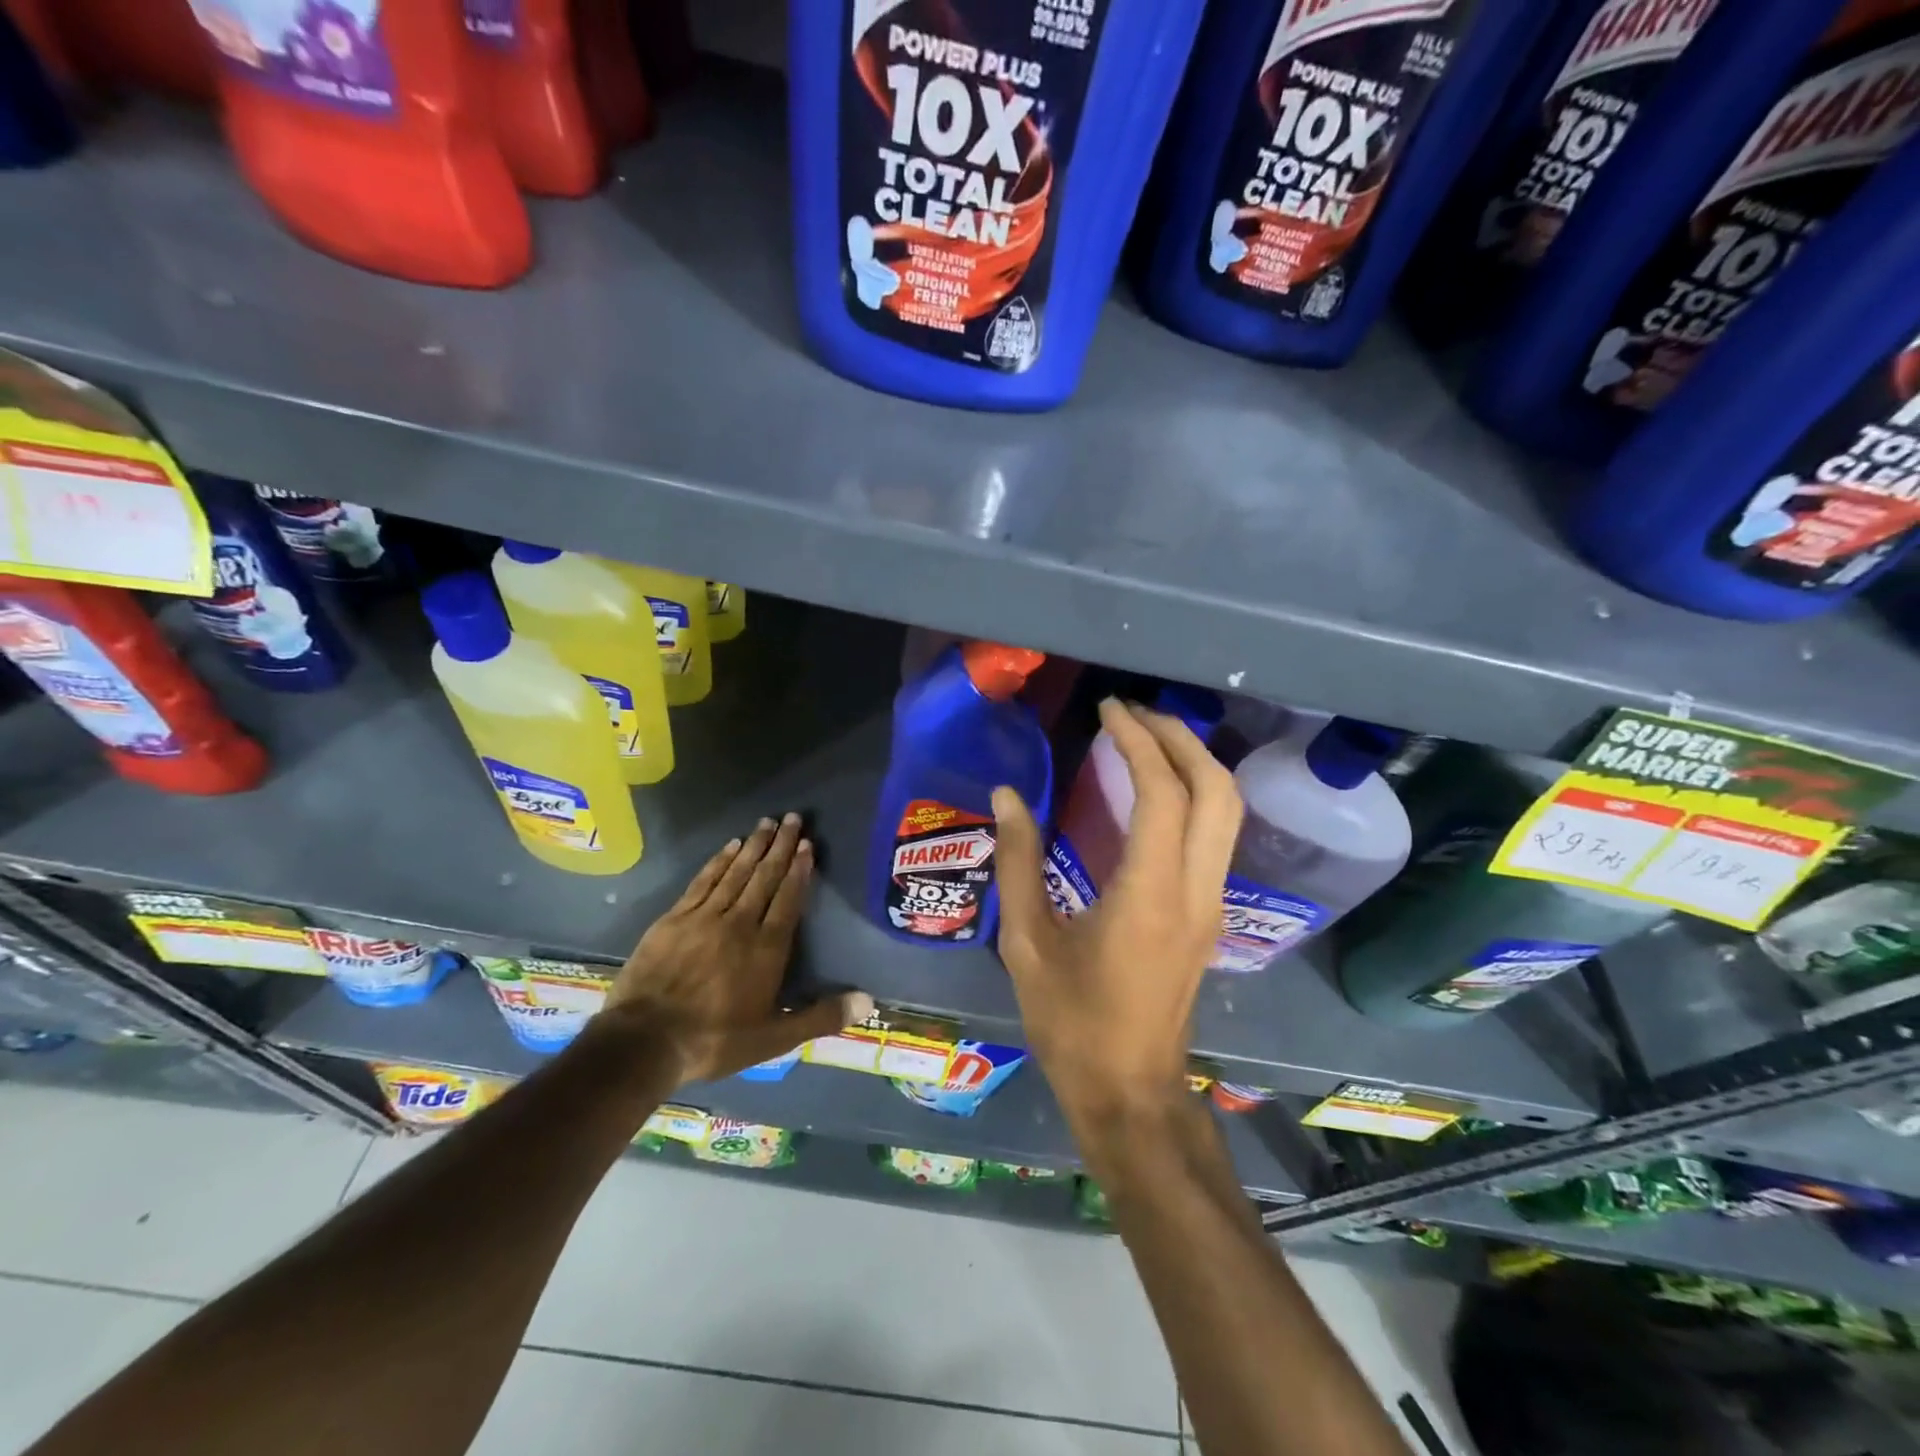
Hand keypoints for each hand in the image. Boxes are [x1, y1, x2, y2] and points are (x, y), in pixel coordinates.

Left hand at [602, 813, 872, 1085]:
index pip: (788, 899)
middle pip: (764, 877)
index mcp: (766, 949)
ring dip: (753, 846)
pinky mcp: (674, 919)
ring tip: (767, 822)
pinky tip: (729, 846)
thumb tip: (867, 1001)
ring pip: (735, 873)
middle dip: (781, 846)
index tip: (807, 844)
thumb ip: (820, 1017)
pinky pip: (703, 881)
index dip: (799, 870)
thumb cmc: (715, 1040)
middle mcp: (739, 923)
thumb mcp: (774, 1039)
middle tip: (793, 818)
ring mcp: (704, 917)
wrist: (644, 1042)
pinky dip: (718, 861)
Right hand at [993, 700, 1242, 1122]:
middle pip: (1217, 790)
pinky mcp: (1210, 915)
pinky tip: (1155, 790)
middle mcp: (1196, 890)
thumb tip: (1005, 795)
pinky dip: (1195, 794)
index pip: (1163, 792)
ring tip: (1145, 739)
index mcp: (1149, 894)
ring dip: (1194, 763)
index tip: (1109, 710)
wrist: (1130, 1092)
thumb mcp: (1027, 942)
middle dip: (1180, 739)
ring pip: (1228, 811)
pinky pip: (1217, 836)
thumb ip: (1017, 861)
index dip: (1138, 741)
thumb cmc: (1071, 1022)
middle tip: (1133, 714)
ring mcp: (1212, 904)